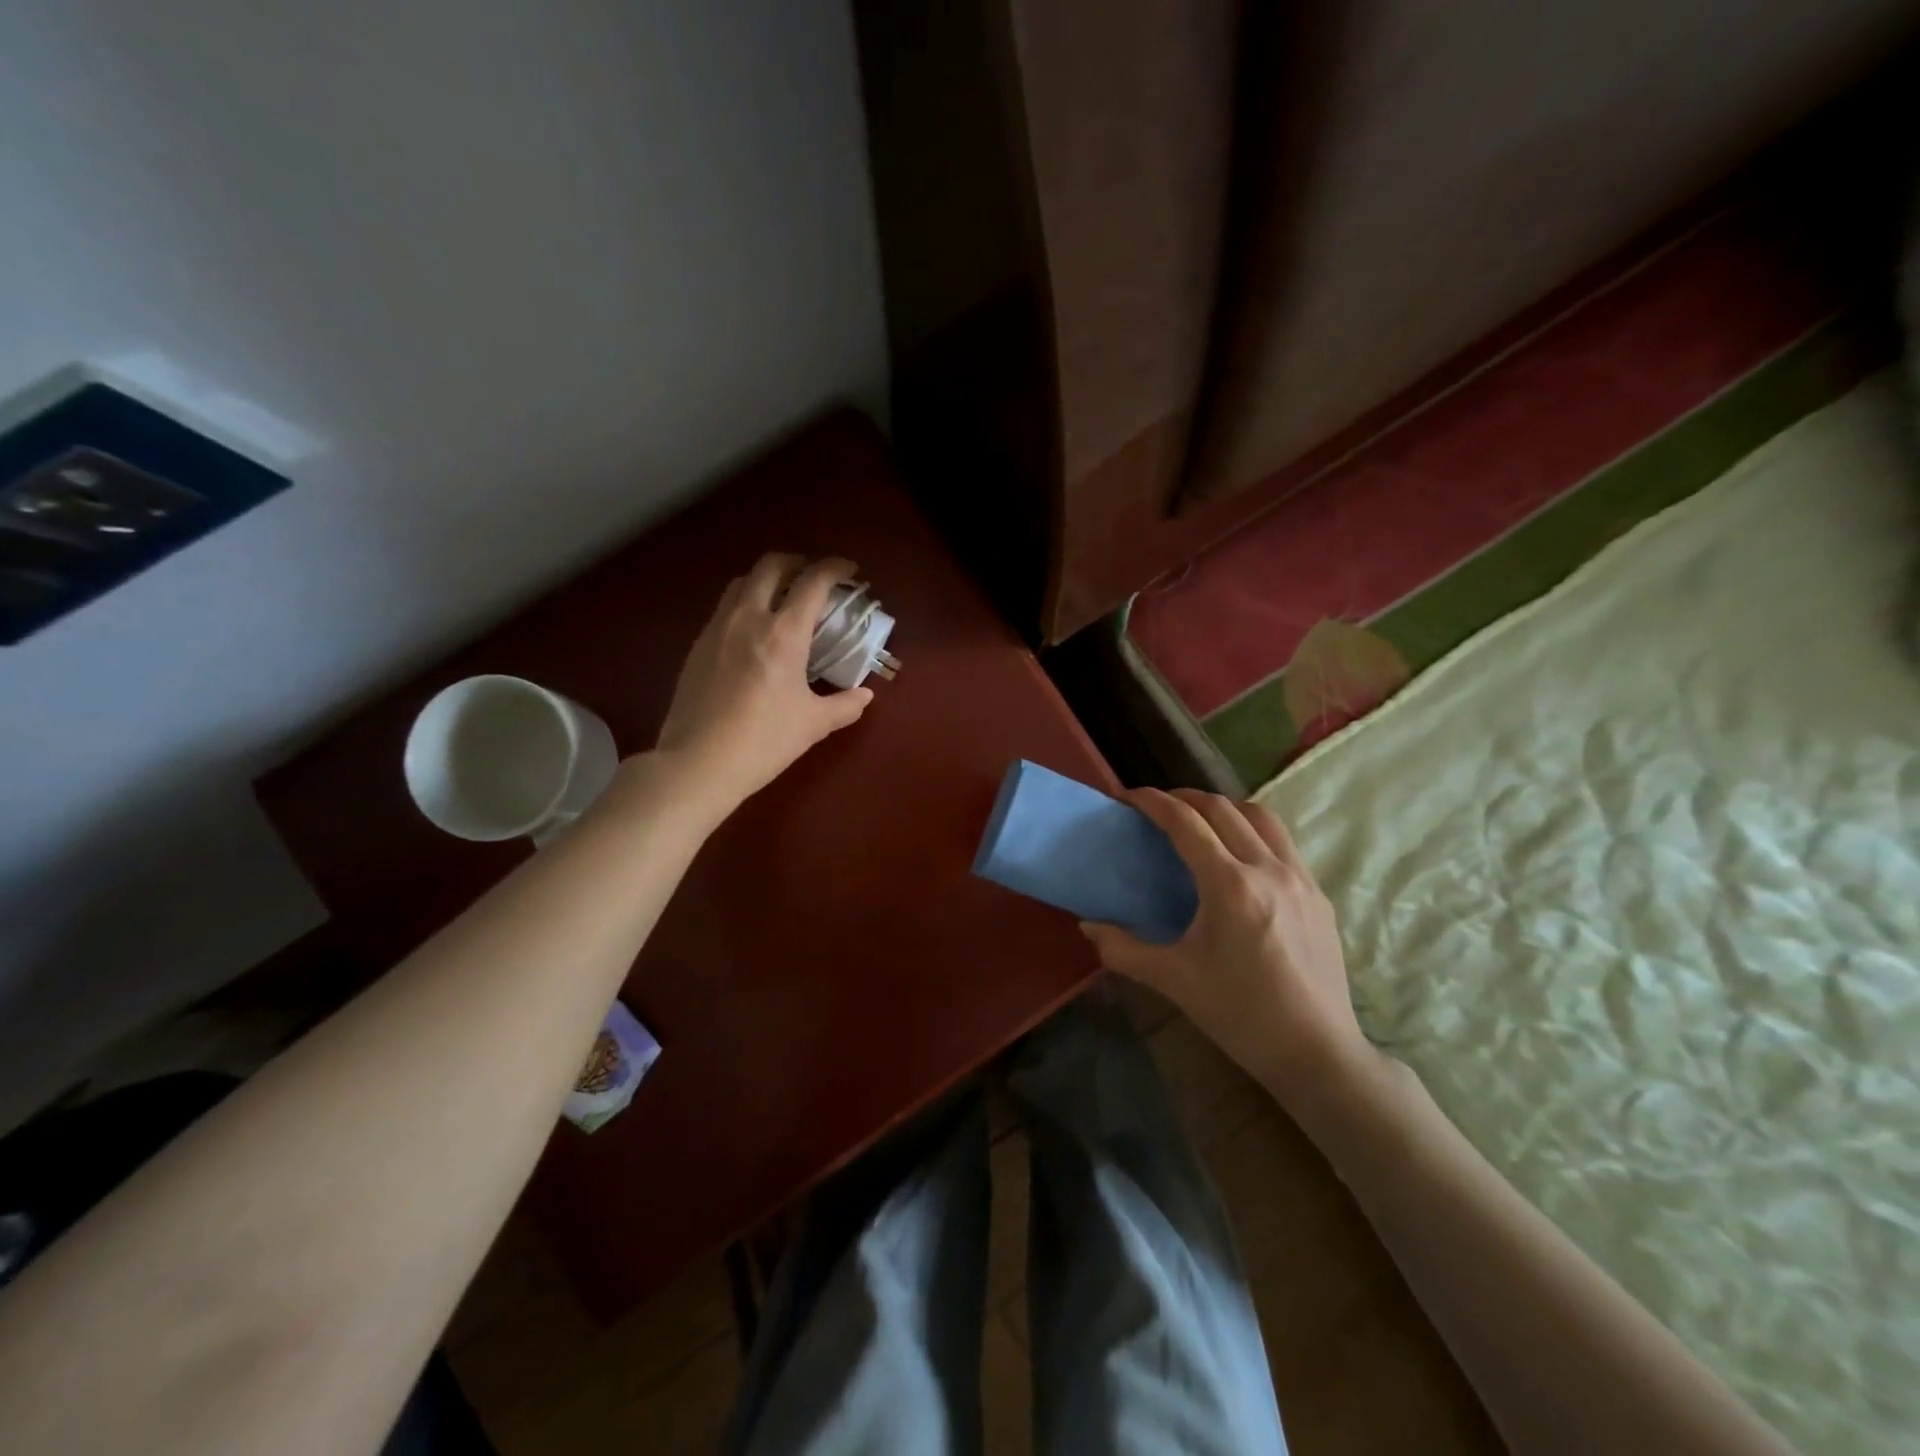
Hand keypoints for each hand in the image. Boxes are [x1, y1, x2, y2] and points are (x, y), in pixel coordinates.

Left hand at [654, 553, 873, 812]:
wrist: (698, 763)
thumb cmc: (764, 740)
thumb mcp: (813, 724)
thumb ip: (845, 705)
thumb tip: (865, 696)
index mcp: (783, 632)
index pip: (812, 582)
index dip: (834, 568)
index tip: (849, 570)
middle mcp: (748, 618)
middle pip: (770, 566)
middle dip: (796, 563)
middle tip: (813, 578)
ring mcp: (716, 629)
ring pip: (741, 583)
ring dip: (766, 580)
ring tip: (781, 600)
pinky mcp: (697, 647)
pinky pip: (724, 609)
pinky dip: (744, 604)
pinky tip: (752, 633)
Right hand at [1081, 788, 1375, 1106]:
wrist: (1316, 1053)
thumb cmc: (1239, 1015)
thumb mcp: (1173, 980)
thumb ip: (1123, 949)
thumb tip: (1088, 926)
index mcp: (1230, 886)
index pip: (1186, 822)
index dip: (1153, 802)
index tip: (1128, 797)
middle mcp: (1268, 869)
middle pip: (1222, 808)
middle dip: (1184, 797)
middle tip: (1157, 807)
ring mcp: (1300, 879)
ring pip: (1261, 816)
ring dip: (1224, 808)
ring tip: (1200, 821)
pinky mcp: (1318, 894)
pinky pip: (1283, 843)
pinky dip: (1253, 831)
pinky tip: (1240, 857)